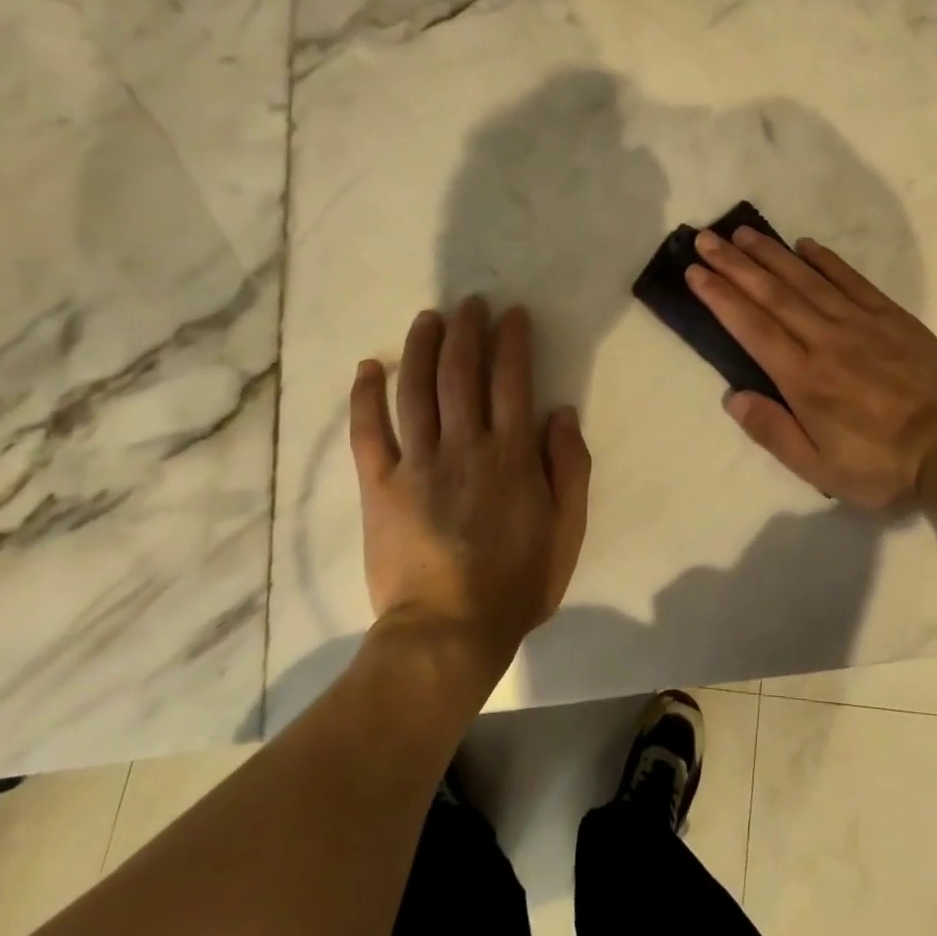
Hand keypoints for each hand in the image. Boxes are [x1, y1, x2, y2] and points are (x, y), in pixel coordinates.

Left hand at [350, 298, 590, 677]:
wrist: (448, 632)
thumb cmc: (517, 582)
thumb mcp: (567, 529)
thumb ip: (569, 467)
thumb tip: (560, 412)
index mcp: (511, 454)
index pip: (512, 380)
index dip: (512, 341)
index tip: (512, 314)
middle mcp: (464, 445)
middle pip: (462, 373)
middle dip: (467, 331)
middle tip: (470, 303)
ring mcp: (417, 463)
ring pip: (417, 390)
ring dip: (422, 348)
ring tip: (428, 318)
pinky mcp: (380, 486)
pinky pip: (369, 433)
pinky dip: (366, 396)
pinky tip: (368, 367)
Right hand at [686, 227, 936, 510]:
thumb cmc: (882, 464)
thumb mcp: (820, 468)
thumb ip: (773, 432)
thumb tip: (732, 397)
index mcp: (804, 378)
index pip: (752, 327)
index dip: (720, 297)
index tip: (695, 272)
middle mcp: (825, 340)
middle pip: (772, 294)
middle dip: (734, 264)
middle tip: (705, 238)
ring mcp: (860, 323)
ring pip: (806, 279)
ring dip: (771, 254)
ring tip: (742, 233)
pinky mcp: (890, 316)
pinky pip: (851, 279)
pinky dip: (825, 260)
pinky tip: (804, 244)